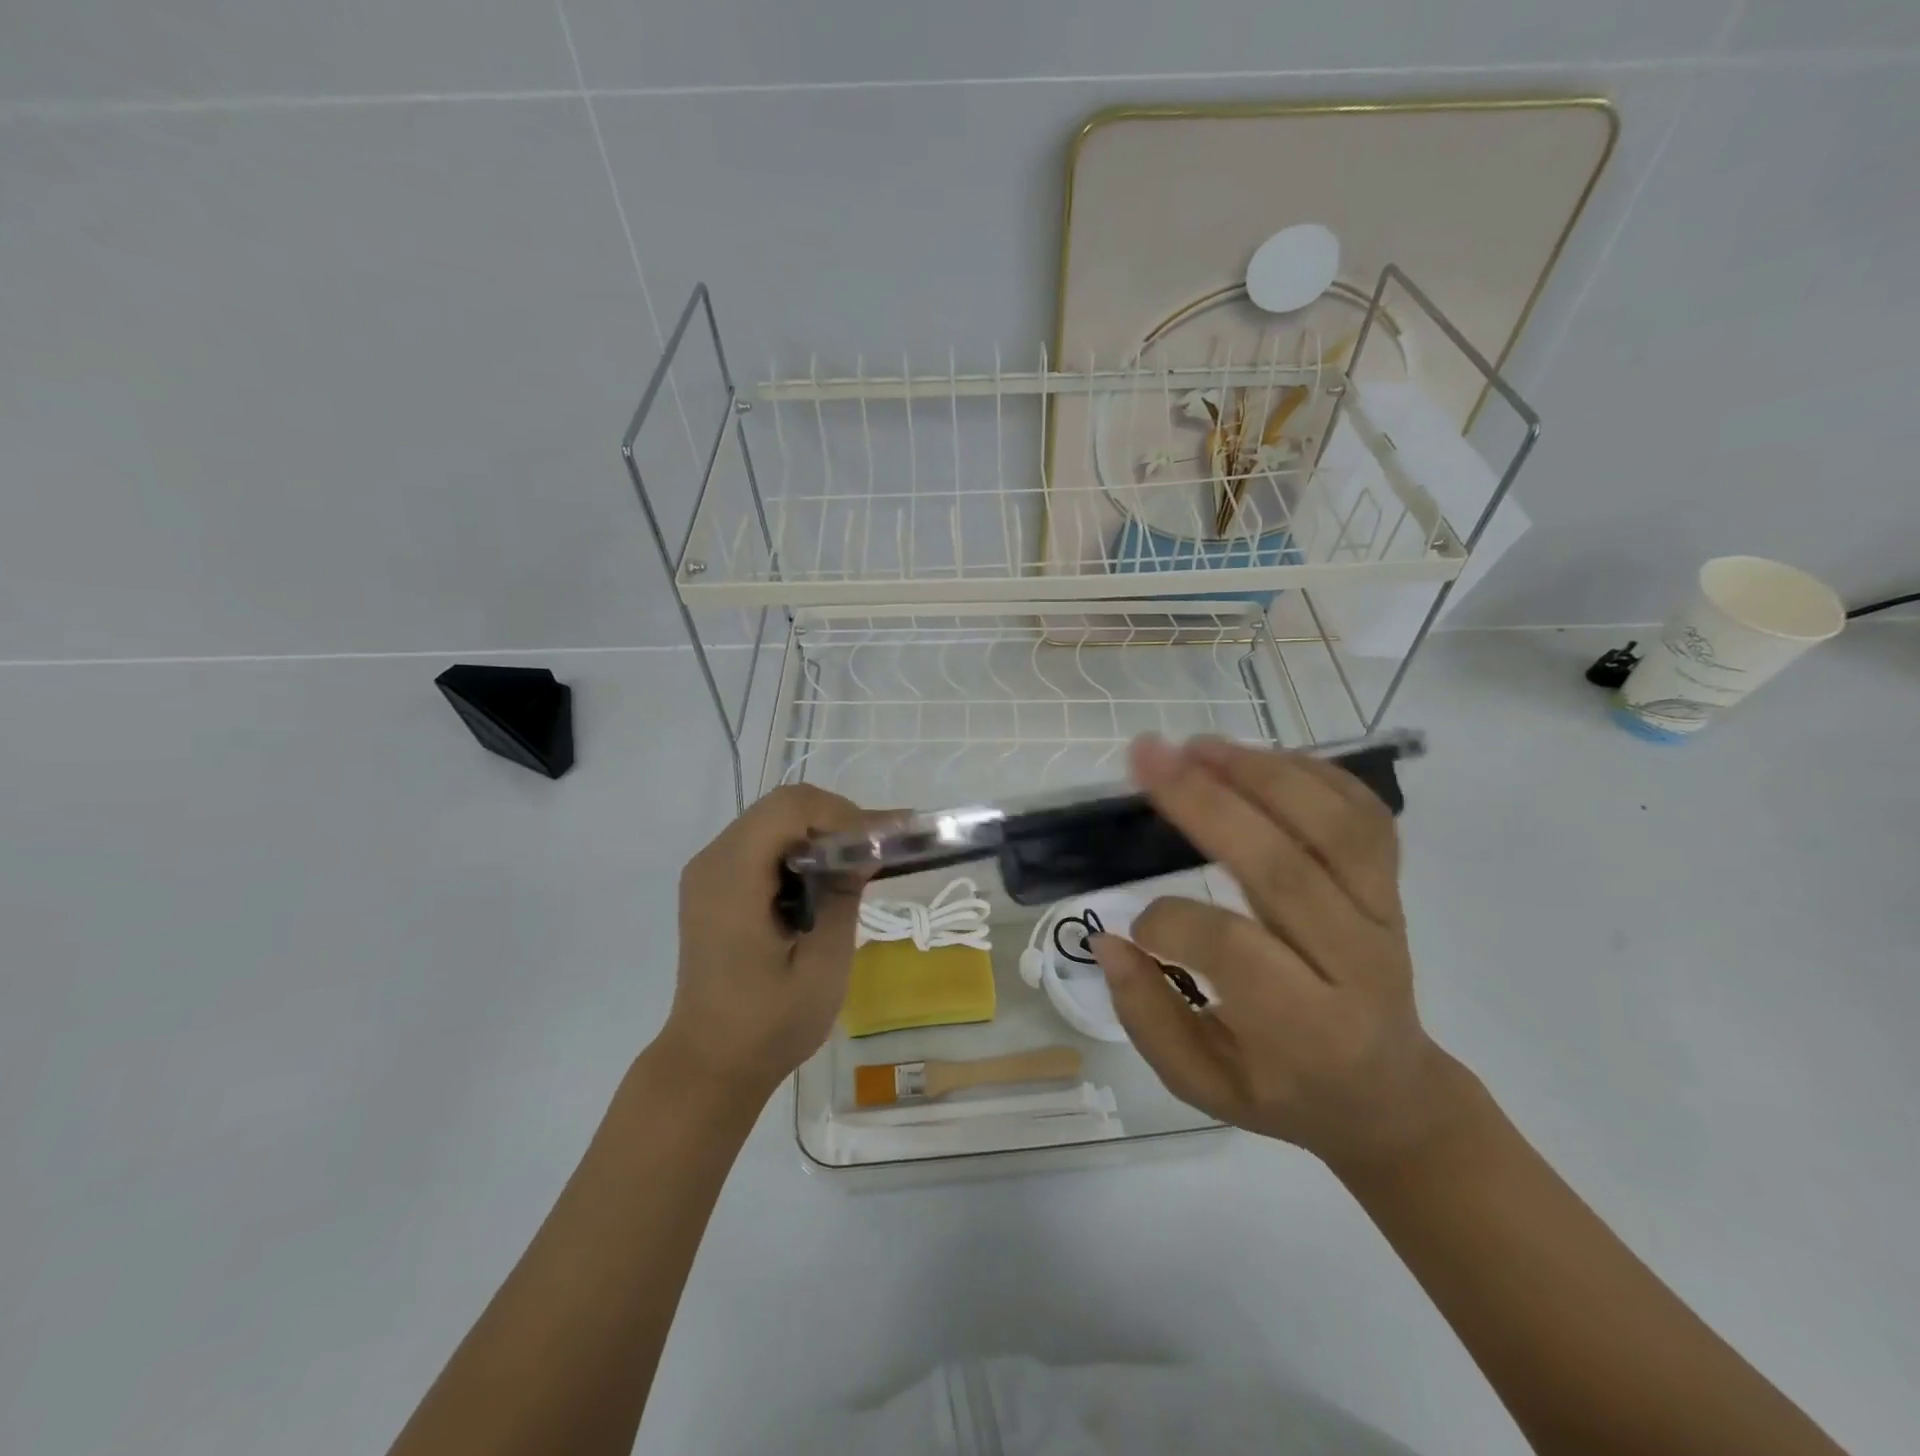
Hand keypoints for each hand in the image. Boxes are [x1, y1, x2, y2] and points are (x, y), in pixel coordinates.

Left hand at [660, 784, 887, 1101]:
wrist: (709, 1063)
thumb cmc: (768, 1024)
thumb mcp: (823, 964)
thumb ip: (842, 896)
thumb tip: (864, 848)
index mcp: (732, 877)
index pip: (790, 807)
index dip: (840, 813)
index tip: (877, 845)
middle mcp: (713, 861)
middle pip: (781, 806)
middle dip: (835, 819)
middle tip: (875, 850)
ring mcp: (708, 871)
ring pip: (773, 820)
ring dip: (819, 833)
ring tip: (857, 863)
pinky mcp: (713, 885)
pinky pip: (762, 844)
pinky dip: (799, 849)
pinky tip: (824, 879)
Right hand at [1091, 735, 1466, 1170]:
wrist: (1389, 1093)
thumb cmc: (1285, 1091)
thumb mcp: (1204, 1085)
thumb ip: (1149, 1018)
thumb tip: (1111, 941)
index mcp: (1307, 1027)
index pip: (1235, 949)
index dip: (1171, 922)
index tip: (1134, 925)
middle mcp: (1356, 963)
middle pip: (1283, 867)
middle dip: (1206, 802)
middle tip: (1146, 756)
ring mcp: (1383, 915)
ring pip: (1335, 827)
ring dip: (1261, 773)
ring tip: (1197, 745)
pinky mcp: (1392, 887)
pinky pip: (1365, 815)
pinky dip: (1314, 774)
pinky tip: (1257, 757)